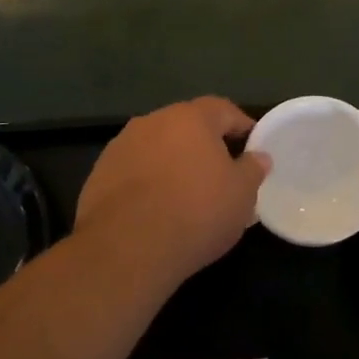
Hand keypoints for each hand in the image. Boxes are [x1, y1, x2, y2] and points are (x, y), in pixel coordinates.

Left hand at [75, 97, 269, 286]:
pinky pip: (134, 170)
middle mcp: (153, 121)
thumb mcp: (241, 195)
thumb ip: (253, 169)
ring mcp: (121, 146)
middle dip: (205, 145)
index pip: (223, 110)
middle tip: (221, 173)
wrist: (126, 249)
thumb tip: (258, 156)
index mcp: (191, 118)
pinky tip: (155, 210)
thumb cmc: (196, 214)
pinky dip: (148, 182)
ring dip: (173, 163)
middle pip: (187, 126)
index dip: (242, 126)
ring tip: (186, 194)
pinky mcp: (99, 173)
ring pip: (158, 147)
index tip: (253, 147)